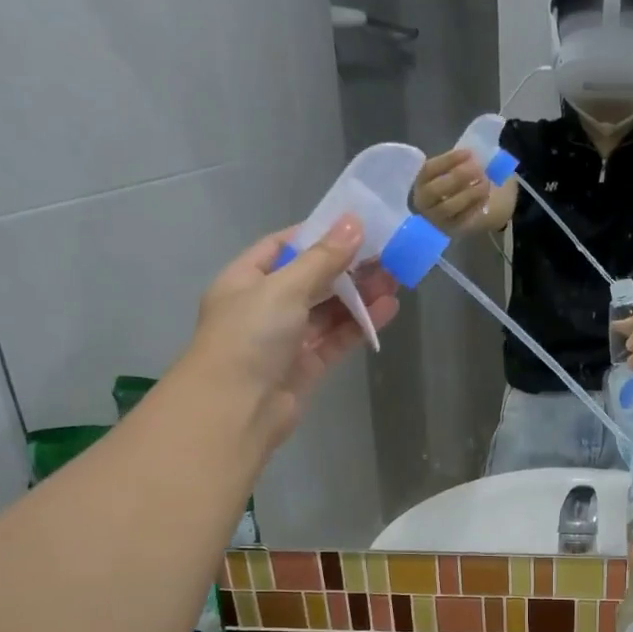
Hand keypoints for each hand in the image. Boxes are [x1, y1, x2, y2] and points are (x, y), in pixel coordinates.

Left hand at [185, 216, 399, 446]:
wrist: (238, 408)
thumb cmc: (250, 336)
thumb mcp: (284, 288)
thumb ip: (322, 258)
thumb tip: (354, 223)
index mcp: (246, 279)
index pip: (282, 246)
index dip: (317, 235)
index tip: (354, 227)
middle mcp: (265, 306)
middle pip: (311, 279)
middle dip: (347, 267)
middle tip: (386, 254)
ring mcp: (287, 338)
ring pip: (328, 310)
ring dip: (359, 295)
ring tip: (395, 279)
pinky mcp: (308, 365)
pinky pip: (337, 337)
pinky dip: (361, 324)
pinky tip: (387, 308)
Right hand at [410, 149, 491, 233]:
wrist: (475, 207)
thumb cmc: (463, 183)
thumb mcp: (458, 169)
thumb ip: (461, 162)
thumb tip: (472, 157)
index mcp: (421, 181)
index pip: (429, 169)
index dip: (449, 160)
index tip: (469, 153)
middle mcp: (424, 202)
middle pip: (434, 190)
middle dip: (458, 176)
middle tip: (478, 168)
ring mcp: (436, 219)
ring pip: (448, 206)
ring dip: (468, 192)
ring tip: (485, 182)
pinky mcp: (451, 230)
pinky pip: (462, 219)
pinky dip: (475, 206)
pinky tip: (485, 197)